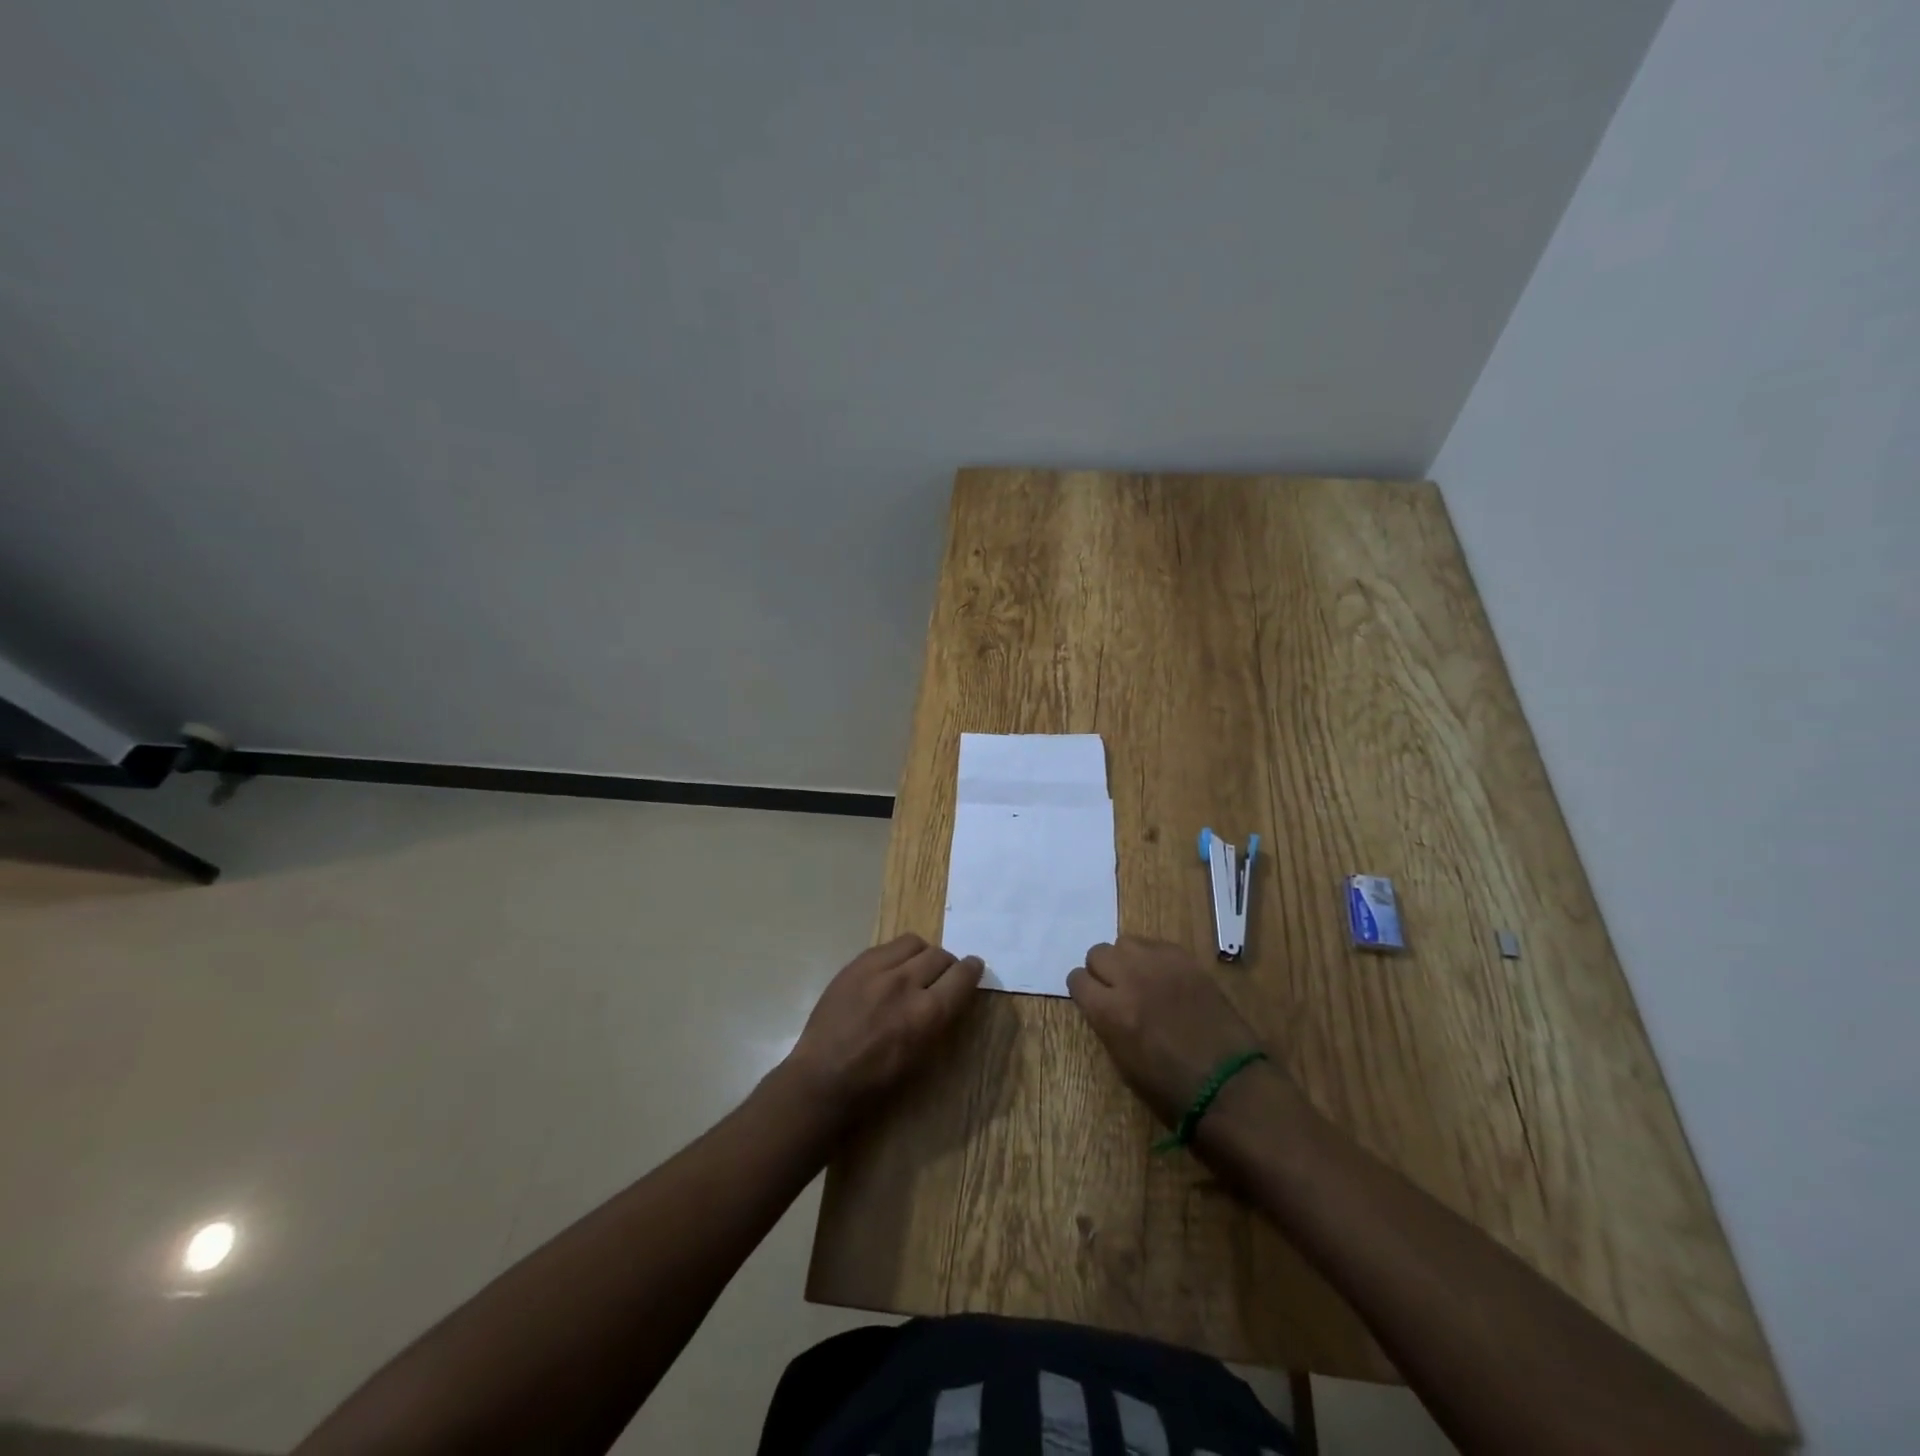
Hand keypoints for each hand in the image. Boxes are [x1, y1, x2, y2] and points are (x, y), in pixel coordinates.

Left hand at [781, 934, 983, 1117]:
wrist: (823, 1076)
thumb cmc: (877, 1080)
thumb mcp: (921, 1056)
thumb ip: (940, 1018)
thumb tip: (953, 993)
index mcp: (926, 1013)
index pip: (962, 975)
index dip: (972, 969)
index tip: (974, 968)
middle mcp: (905, 984)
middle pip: (940, 955)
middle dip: (948, 964)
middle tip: (943, 975)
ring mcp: (877, 970)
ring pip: (914, 943)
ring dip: (922, 954)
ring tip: (916, 969)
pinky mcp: (855, 964)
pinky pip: (887, 946)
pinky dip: (897, 955)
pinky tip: (890, 971)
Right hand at [1067, 935, 1274, 1126]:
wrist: (1229, 1086)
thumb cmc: (1171, 1090)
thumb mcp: (1122, 1062)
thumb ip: (1106, 1022)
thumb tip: (1103, 1003)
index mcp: (1109, 1011)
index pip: (1076, 979)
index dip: (1084, 991)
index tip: (1093, 1000)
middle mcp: (1129, 979)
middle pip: (1098, 953)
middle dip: (1103, 971)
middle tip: (1117, 989)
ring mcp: (1160, 965)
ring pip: (1126, 942)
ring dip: (1128, 960)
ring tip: (1141, 979)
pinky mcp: (1186, 960)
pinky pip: (1157, 945)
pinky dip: (1155, 958)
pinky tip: (1166, 978)